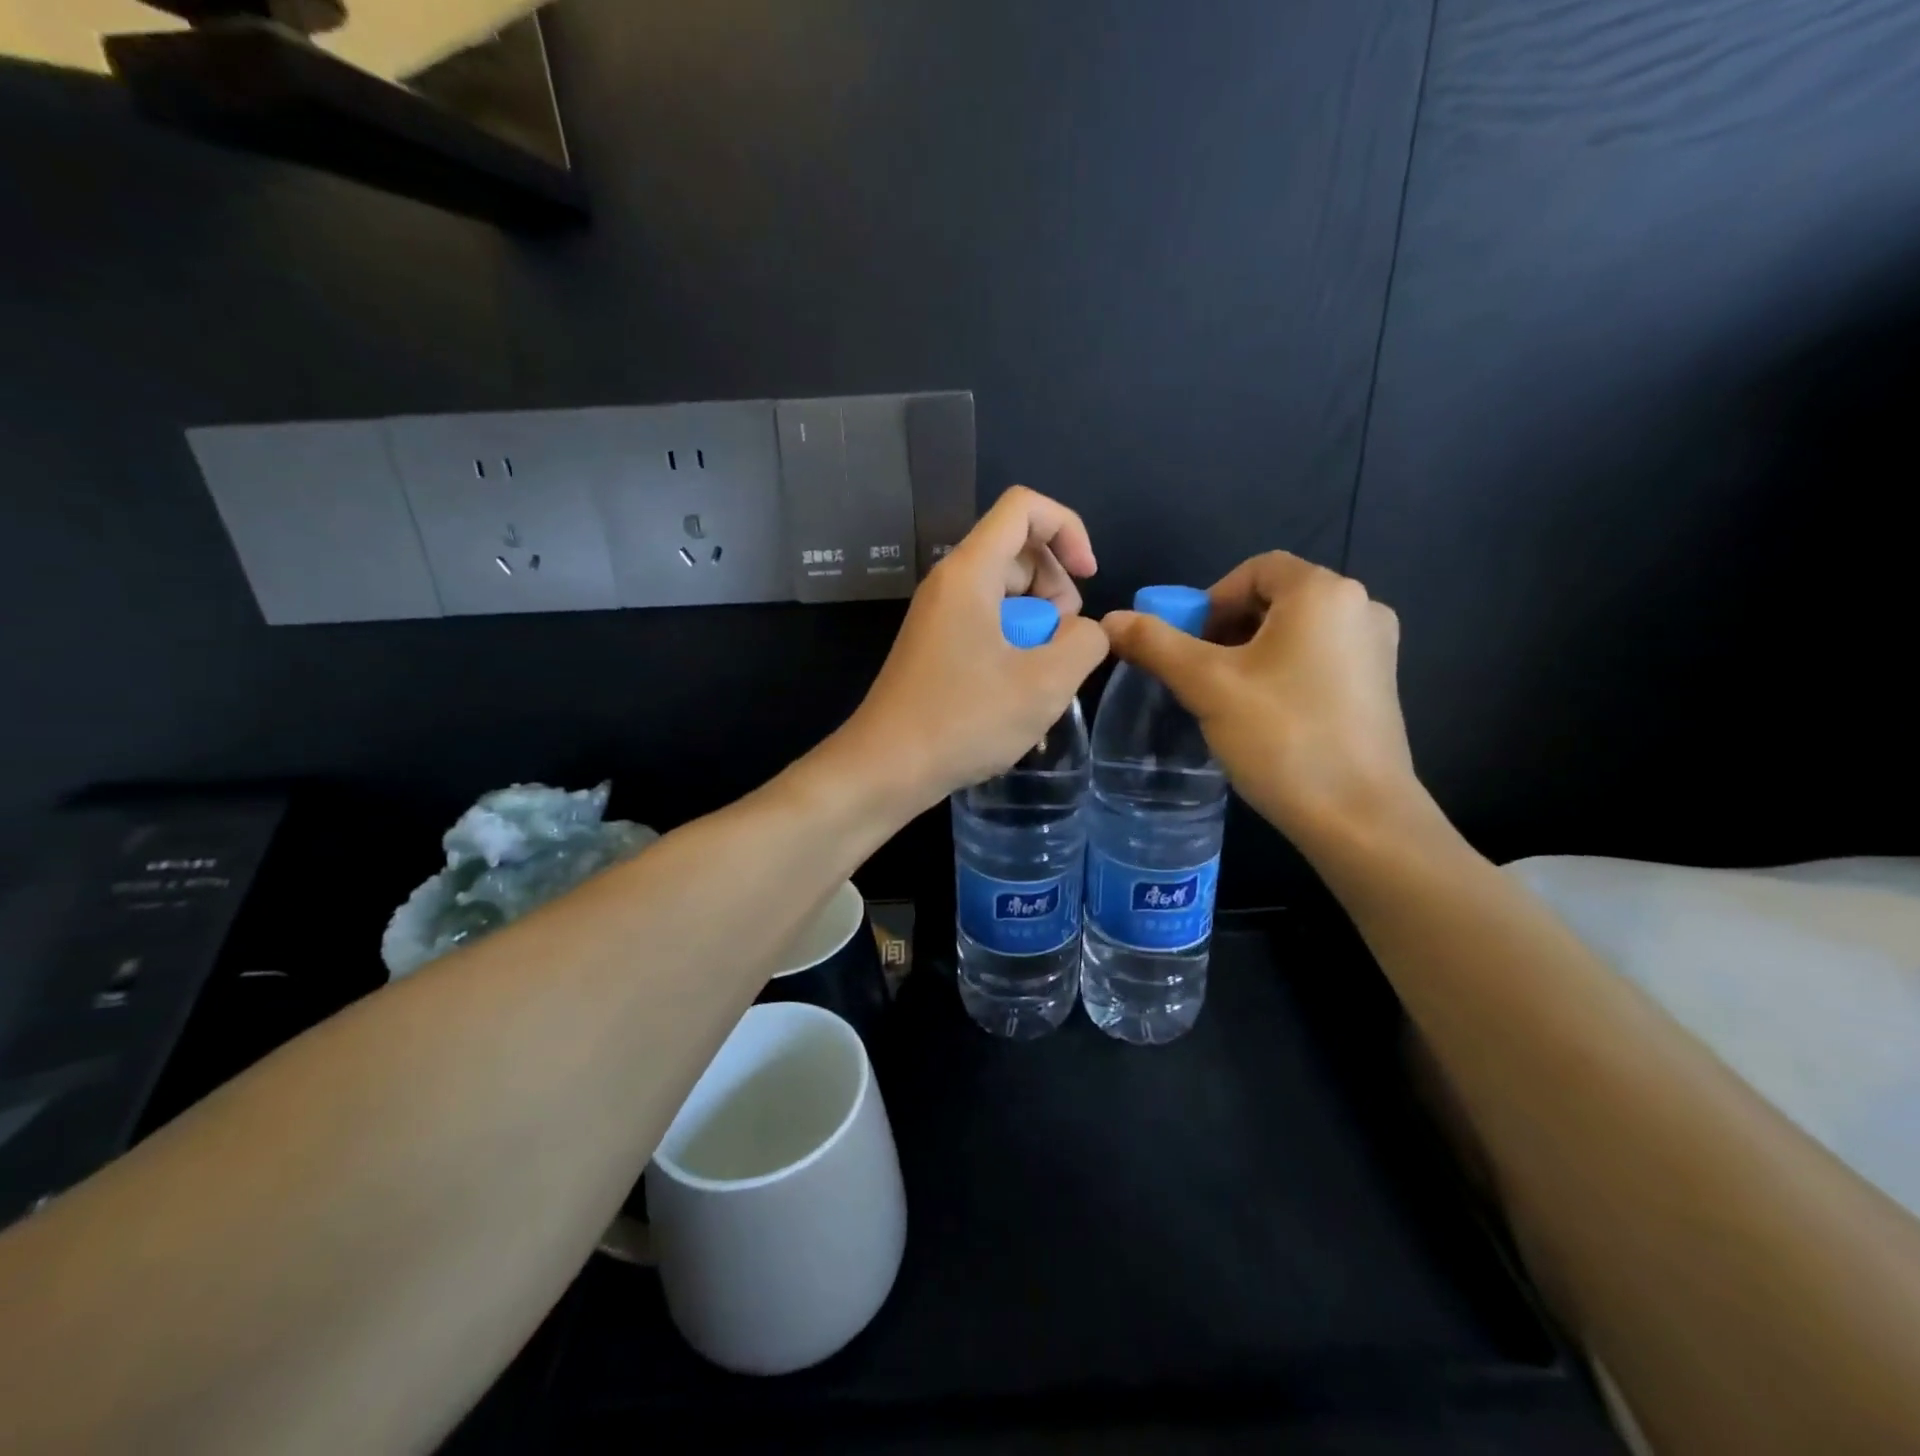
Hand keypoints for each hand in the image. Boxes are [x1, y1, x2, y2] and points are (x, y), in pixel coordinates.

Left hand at [844, 487, 1109, 806]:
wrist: (886, 768)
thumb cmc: (963, 722)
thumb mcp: (1044, 683)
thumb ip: (1085, 642)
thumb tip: (1083, 632)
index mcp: (969, 573)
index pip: (1025, 507)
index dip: (1068, 529)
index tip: (1089, 578)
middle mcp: (949, 583)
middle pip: (1018, 552)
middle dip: (1056, 588)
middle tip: (1062, 644)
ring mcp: (940, 617)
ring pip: (1005, 594)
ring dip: (1038, 625)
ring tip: (1043, 678)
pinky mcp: (936, 647)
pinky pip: (987, 625)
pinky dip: (1014, 646)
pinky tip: (1020, 694)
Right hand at [1101, 553, 1423, 844]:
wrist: (1359, 817)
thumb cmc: (1282, 737)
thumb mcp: (1206, 685)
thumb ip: (1155, 644)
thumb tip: (1109, 619)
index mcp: (1324, 593)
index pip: (1255, 569)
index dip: (1211, 599)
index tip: (1188, 644)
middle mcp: (1361, 608)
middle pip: (1276, 599)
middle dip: (1227, 628)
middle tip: (1199, 673)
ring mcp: (1376, 649)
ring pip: (1296, 632)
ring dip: (1252, 653)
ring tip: (1226, 698)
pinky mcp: (1380, 687)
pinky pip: (1319, 659)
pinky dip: (1283, 672)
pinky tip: (1265, 716)